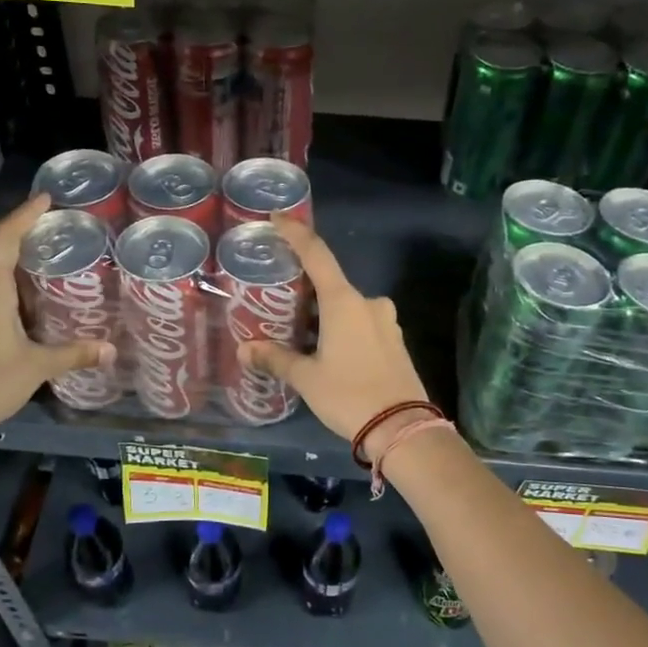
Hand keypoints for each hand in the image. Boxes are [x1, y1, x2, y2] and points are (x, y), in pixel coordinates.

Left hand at [0, 193, 114, 432]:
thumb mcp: (38, 366)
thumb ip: (74, 354)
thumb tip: (111, 350)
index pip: (4, 239)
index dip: (24, 215)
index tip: (45, 199)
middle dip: (27, 247)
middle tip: (58, 244)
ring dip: (16, 277)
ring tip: (48, 280)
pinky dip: (6, 299)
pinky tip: (25, 316)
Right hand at [237, 216, 430, 444]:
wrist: (402, 428)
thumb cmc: (349, 395)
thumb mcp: (307, 378)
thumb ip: (276, 359)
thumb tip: (245, 349)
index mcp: (344, 302)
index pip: (316, 254)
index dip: (296, 233)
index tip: (278, 218)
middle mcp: (368, 302)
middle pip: (331, 284)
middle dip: (306, 290)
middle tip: (279, 300)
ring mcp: (386, 321)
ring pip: (347, 307)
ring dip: (324, 313)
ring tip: (299, 332)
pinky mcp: (394, 341)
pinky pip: (362, 323)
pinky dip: (342, 328)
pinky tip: (327, 350)